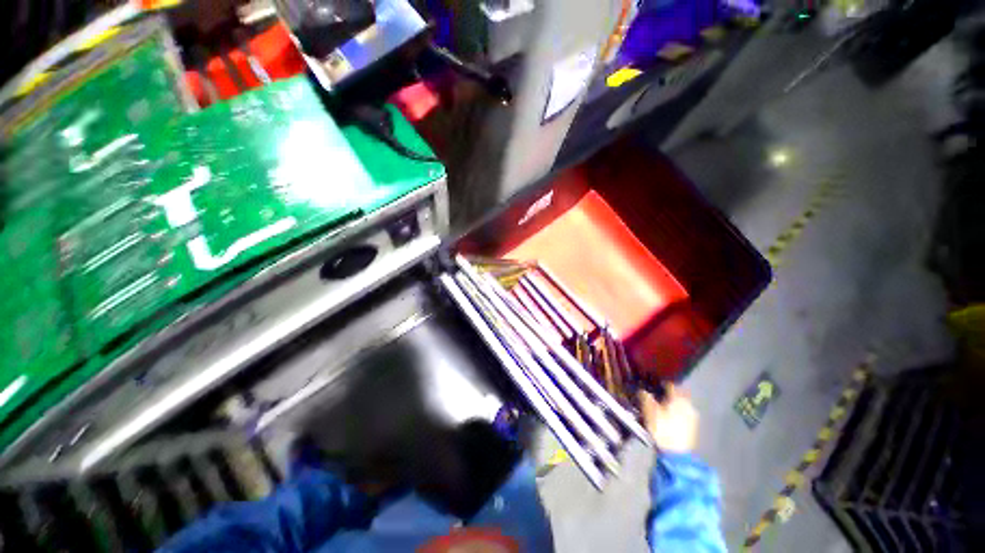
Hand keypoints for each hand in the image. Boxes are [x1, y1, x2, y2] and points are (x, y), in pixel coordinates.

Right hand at [637, 384, 698, 453]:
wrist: (676, 454)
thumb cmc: (662, 428)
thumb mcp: (649, 411)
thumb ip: (645, 397)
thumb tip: (643, 390)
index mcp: (678, 398)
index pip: (671, 385)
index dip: (661, 383)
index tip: (653, 384)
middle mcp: (688, 405)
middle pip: (678, 394)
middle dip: (669, 394)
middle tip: (658, 395)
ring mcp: (692, 417)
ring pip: (682, 405)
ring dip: (673, 404)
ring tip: (662, 406)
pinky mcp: (693, 428)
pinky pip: (684, 414)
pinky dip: (676, 412)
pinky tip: (668, 417)